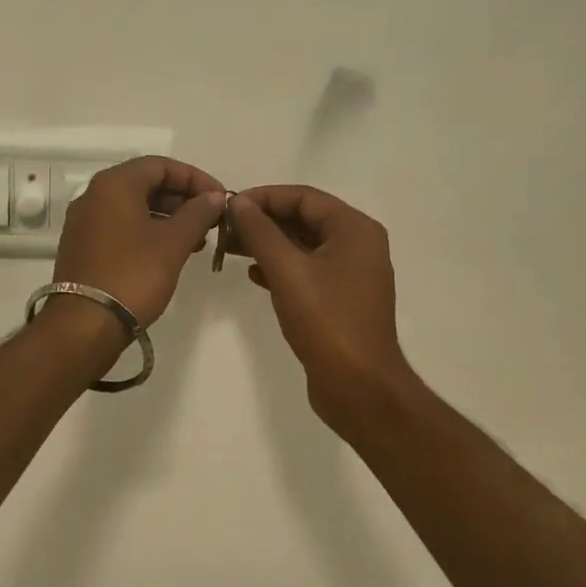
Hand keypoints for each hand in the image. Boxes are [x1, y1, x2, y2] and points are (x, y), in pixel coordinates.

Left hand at [52, 156, 226, 332]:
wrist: (85, 325)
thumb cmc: (133, 274)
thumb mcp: (173, 242)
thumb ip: (197, 213)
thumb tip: (214, 196)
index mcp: (114, 184)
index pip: (161, 165)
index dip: (195, 178)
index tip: (220, 197)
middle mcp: (94, 195)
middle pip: (146, 184)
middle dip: (182, 199)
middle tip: (211, 219)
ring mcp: (85, 222)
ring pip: (134, 207)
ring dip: (168, 217)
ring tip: (197, 240)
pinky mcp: (83, 247)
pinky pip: (121, 227)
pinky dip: (148, 232)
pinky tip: (170, 252)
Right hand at [227, 185, 412, 431]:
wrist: (360, 389)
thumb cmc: (327, 321)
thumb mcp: (287, 271)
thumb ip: (261, 232)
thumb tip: (238, 202)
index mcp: (354, 229)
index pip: (303, 197)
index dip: (263, 197)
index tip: (228, 206)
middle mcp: (357, 244)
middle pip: (303, 218)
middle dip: (262, 221)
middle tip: (224, 229)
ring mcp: (351, 273)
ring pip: (302, 245)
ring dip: (267, 244)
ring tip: (230, 249)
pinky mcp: (341, 298)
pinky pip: (306, 269)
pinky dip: (280, 267)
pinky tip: (253, 275)